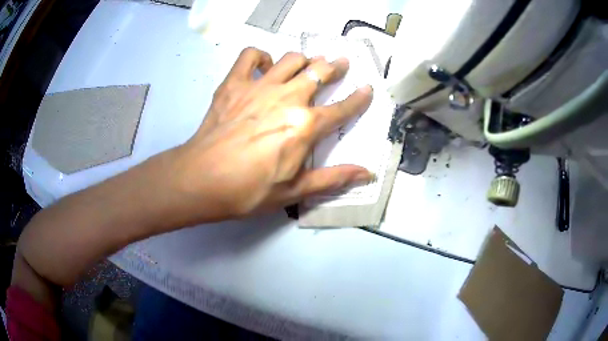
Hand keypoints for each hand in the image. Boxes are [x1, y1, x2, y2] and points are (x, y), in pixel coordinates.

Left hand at [168, 47, 373, 223]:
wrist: (202, 180)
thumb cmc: (249, 190)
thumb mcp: (295, 191)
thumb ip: (333, 178)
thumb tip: (367, 174)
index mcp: (305, 126)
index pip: (342, 109)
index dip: (359, 98)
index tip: (368, 88)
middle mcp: (287, 98)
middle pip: (319, 73)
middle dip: (335, 67)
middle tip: (341, 63)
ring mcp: (259, 87)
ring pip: (291, 59)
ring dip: (304, 60)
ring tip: (307, 64)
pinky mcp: (234, 84)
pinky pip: (249, 56)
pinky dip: (260, 56)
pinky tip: (264, 65)